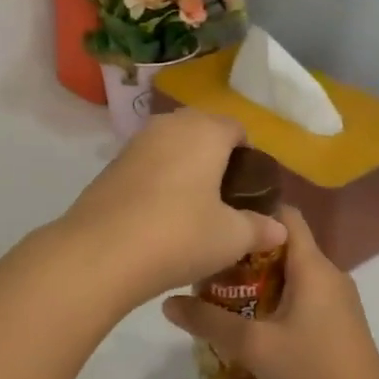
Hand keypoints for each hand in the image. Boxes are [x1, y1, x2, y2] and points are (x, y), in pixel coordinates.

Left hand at [59, 110, 287, 305]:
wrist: (100, 253)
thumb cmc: (179, 236)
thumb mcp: (231, 238)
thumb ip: (259, 228)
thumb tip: (279, 228)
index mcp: (204, 131)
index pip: (236, 129)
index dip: (249, 157)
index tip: (250, 191)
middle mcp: (169, 125)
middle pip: (202, 132)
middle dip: (216, 160)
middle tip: (224, 201)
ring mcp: (135, 144)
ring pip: (171, 148)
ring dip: (184, 170)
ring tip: (193, 210)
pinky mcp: (110, 166)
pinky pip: (146, 166)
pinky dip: (158, 182)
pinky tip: (159, 217)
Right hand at [162, 206, 378, 378]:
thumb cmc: (311, 371)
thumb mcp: (252, 345)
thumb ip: (209, 320)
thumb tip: (167, 302)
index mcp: (313, 266)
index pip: (286, 215)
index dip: (253, 211)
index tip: (220, 221)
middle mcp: (329, 273)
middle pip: (284, 245)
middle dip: (246, 252)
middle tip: (209, 266)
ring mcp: (337, 299)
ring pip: (292, 273)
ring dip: (259, 278)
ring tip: (222, 293)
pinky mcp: (338, 321)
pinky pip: (303, 294)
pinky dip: (276, 297)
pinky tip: (252, 322)